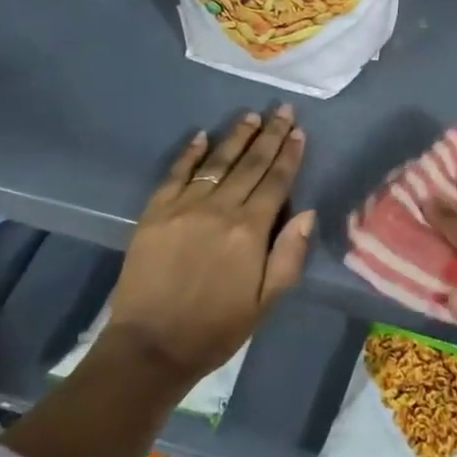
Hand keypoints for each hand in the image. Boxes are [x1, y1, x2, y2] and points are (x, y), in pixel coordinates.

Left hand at [102, 107, 312, 385]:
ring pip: (217, 162)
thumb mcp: (266, 303)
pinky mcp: (155, 212)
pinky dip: (190, 153)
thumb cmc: (216, 328)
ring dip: (236, 136)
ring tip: (251, 116)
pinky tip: (202, 136)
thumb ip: (289, 256)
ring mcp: (184, 206)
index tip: (298, 131)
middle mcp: (219, 209)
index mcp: (250, 230)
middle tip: (281, 109)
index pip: (275, 182)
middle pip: (250, 164)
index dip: (289, 155)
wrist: (150, 347)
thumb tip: (306, 212)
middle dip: (269, 135)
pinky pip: (176, 173)